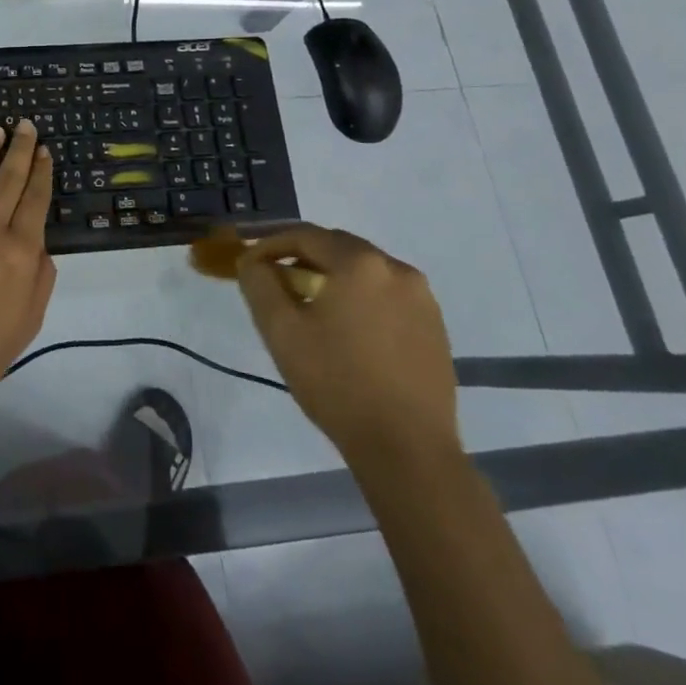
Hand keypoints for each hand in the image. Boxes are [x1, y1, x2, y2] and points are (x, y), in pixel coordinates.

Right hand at [235, 224, 458, 469]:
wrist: (407, 449)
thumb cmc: (336, 383)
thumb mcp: (281, 330)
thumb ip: (259, 283)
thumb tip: (253, 260)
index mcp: (359, 263)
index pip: (304, 235)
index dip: (270, 244)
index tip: (249, 263)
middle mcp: (397, 269)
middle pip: (338, 247)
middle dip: (303, 258)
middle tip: (278, 284)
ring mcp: (423, 298)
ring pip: (365, 271)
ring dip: (334, 278)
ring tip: (312, 310)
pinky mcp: (435, 327)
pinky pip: (388, 295)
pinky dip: (361, 299)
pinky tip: (349, 332)